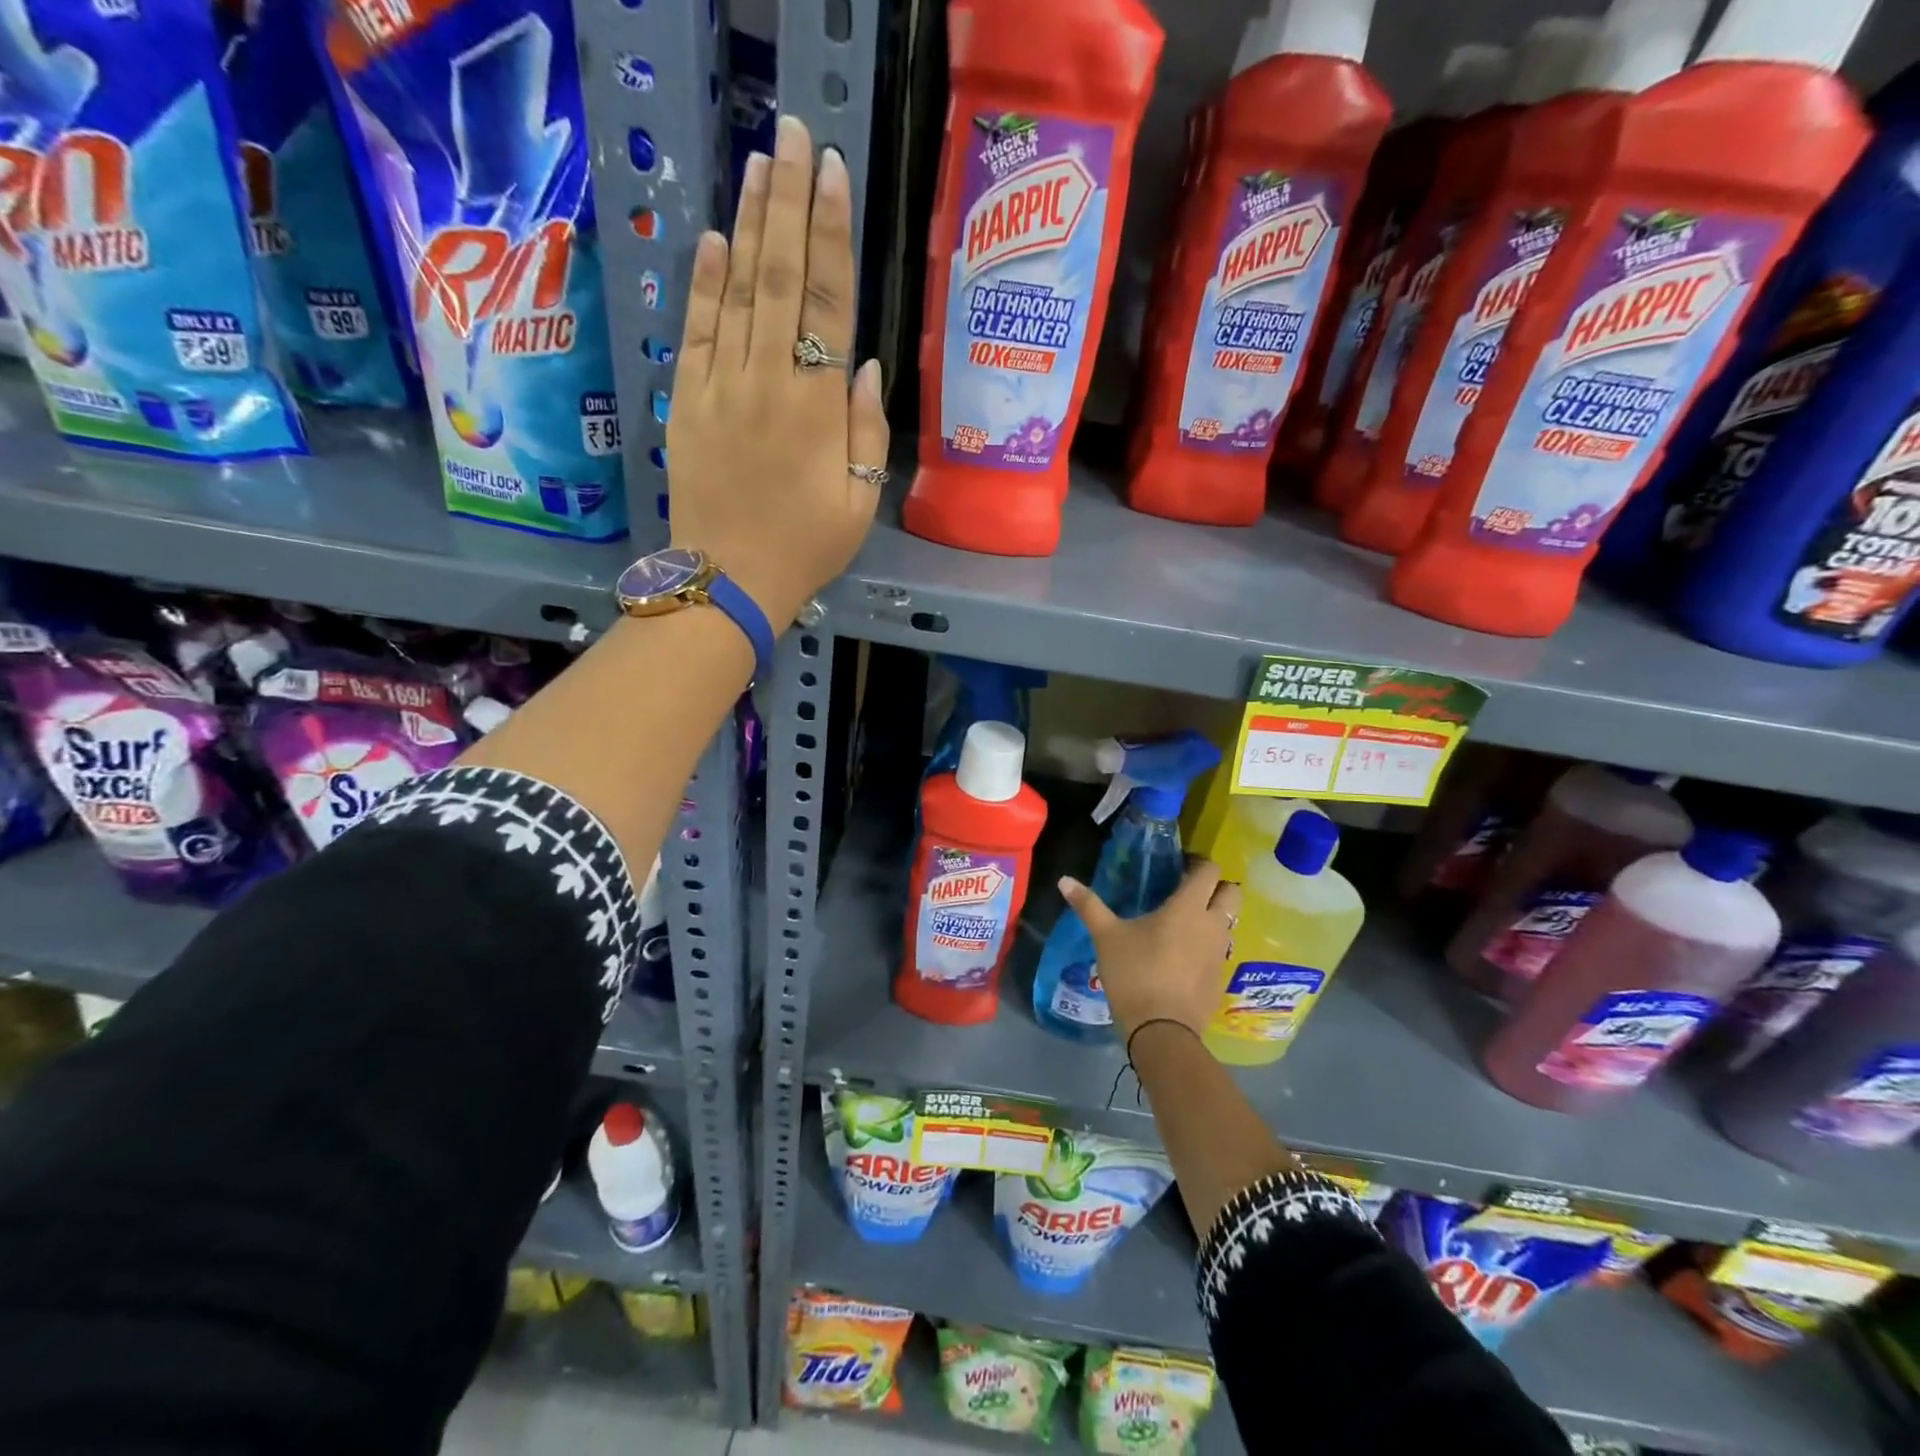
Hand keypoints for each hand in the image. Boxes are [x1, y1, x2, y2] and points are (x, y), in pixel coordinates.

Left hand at [667, 114, 888, 628]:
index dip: (831, 236)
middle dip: (789, 202)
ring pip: (737, 291)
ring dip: (749, 223)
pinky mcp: (686, 400)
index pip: (827, 304)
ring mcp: (721, 386)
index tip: (832, 174)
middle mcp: (768, 381)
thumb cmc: (806, 547)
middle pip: (778, 278)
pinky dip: (705, 282)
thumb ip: (867, 431)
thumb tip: (868, 366)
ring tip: (759, 161)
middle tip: (793, 133)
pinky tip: (715, 238)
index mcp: (817, 408)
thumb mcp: (859, 501)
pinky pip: (696, 331)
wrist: (729, 578)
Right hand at [1058, 863, 1240, 1045]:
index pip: (1208, 870)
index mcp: (1188, 908)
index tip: (1179, 864)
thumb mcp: (1106, 937)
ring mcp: (1220, 953)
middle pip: (1232, 893)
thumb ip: (1088, 905)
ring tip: (1184, 922)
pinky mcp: (1220, 978)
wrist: (1162, 1031)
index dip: (1197, 862)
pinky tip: (1183, 955)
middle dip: (1215, 886)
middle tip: (1187, 890)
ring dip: (1214, 915)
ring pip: (1228, 922)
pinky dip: (1208, 944)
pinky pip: (1220, 950)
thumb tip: (1064, 880)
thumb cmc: (1134, 974)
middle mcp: (1212, 925)